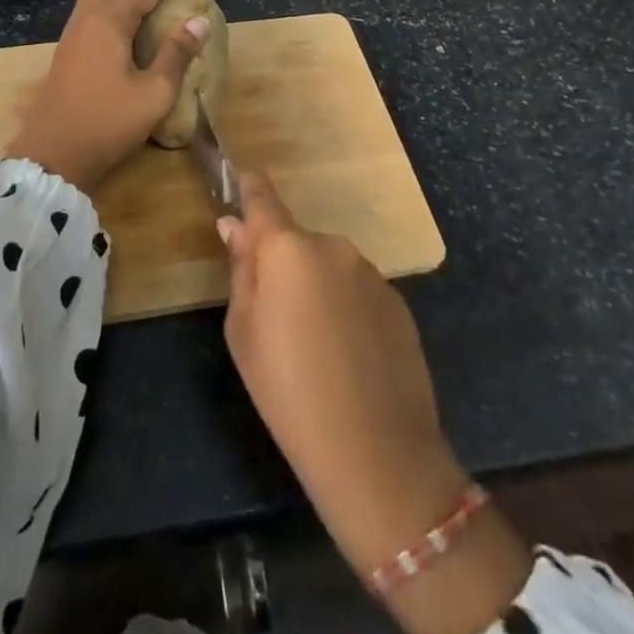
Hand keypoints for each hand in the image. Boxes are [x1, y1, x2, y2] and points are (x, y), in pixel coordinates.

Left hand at [4, 0, 210, 195]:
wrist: (53, 156)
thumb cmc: (107, 123)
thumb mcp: (155, 93)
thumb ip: (177, 54)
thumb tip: (198, 22)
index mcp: (108, 21)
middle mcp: (85, 20)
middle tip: (165, 10)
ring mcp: (71, 38)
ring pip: (97, 1)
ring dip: (125, 4)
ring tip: (153, 31)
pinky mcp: (66, 57)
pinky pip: (91, 22)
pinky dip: (113, 23)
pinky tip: (131, 52)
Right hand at [220, 170, 530, 633]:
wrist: (376, 452)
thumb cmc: (287, 390)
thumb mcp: (242, 332)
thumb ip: (241, 270)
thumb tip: (235, 227)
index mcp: (287, 248)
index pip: (261, 196)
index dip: (247, 187)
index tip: (237, 182)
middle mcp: (332, 246)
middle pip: (295, 241)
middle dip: (282, 262)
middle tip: (273, 315)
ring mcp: (371, 273)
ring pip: (327, 267)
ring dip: (315, 287)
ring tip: (314, 345)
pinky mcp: (398, 301)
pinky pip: (357, 290)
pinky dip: (345, 308)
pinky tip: (347, 355)